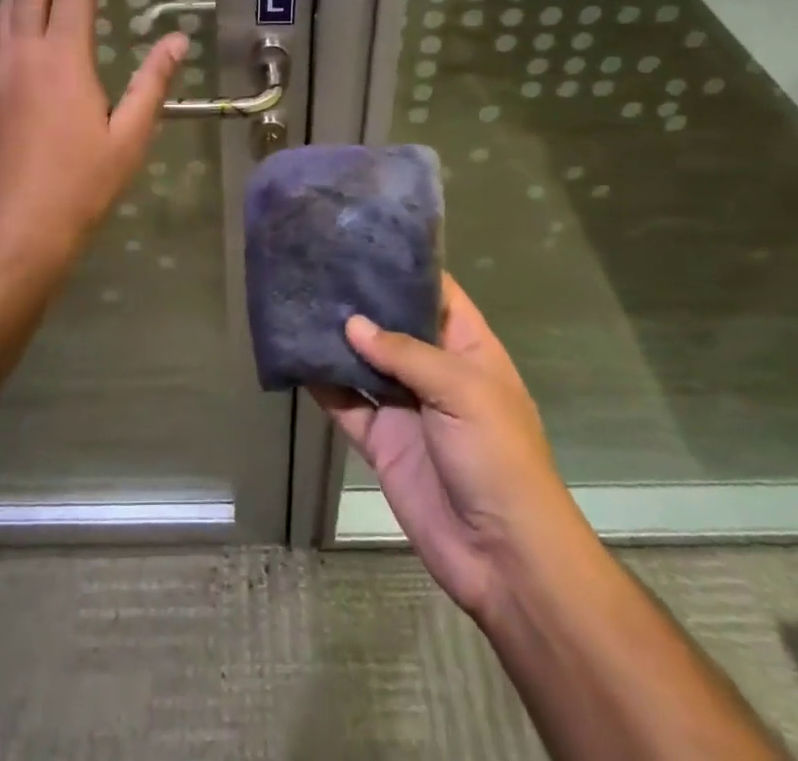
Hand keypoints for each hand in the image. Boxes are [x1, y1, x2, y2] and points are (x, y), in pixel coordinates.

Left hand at [0, 0, 187, 277]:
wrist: (16, 231)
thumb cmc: (81, 185)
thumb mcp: (130, 135)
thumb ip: (153, 81)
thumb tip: (177, 38)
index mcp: (61, 59)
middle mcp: (23, 54)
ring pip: (6, 6)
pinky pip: (0, 35)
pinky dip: (18, 11)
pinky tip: (34, 24)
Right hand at [314, 275, 577, 624]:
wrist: (503, 558)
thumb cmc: (497, 457)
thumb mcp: (463, 390)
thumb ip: (406, 353)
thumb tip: (351, 324)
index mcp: (468, 347)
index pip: (435, 293)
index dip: (403, 266)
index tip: (362, 239)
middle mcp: (434, 369)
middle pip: (393, 323)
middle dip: (361, 300)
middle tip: (317, 264)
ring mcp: (405, 405)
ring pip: (364, 360)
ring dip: (336, 338)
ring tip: (299, 300)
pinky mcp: (380, 440)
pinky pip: (346, 403)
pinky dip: (322, 382)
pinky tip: (294, 355)